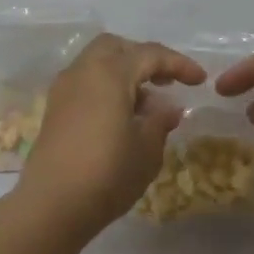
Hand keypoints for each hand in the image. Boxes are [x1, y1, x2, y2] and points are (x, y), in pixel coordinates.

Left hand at [16, 34, 206, 238]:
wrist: (52, 206)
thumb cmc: (107, 173)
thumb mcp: (147, 149)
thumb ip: (161, 122)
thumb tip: (169, 108)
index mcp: (109, 73)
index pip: (150, 55)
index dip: (179, 64)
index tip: (200, 80)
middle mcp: (82, 72)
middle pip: (116, 48)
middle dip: (144, 58)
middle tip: (166, 81)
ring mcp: (63, 91)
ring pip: (97, 64)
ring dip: (124, 74)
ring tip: (147, 107)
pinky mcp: (54, 111)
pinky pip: (85, 84)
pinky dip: (106, 89)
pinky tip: (122, 118)